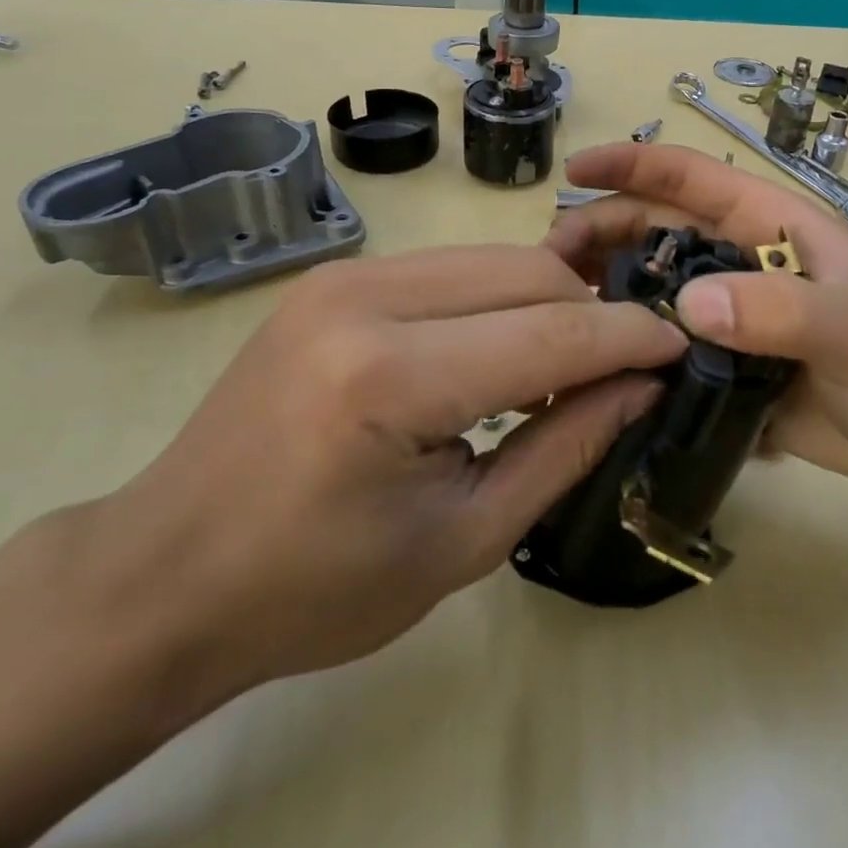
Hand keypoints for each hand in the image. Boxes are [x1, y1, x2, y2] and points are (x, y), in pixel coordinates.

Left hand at [100, 245, 687, 695]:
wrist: (167, 573)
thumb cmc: (314, 589)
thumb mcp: (464, 539)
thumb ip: (566, 448)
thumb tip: (641, 386)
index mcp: (390, 379)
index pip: (552, 332)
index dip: (629, 338)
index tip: (679, 348)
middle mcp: (366, 300)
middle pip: (528, 273)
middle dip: (592, 315)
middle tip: (619, 372)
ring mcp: (344, 277)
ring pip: (494, 258)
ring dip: (547, 303)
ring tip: (563, 367)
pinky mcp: (335, 278)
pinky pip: (451, 269)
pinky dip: (498, 300)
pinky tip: (500, 353)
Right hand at [545, 143, 847, 485]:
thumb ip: (785, 312)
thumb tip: (687, 307)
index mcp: (773, 227)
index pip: (694, 179)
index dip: (634, 164)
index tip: (575, 170)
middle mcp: (741, 260)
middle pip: (656, 228)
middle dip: (600, 231)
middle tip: (547, 264)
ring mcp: (730, 312)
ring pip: (651, 285)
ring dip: (603, 287)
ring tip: (557, 308)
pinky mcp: (722, 362)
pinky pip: (662, 343)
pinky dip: (626, 343)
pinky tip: (590, 362)